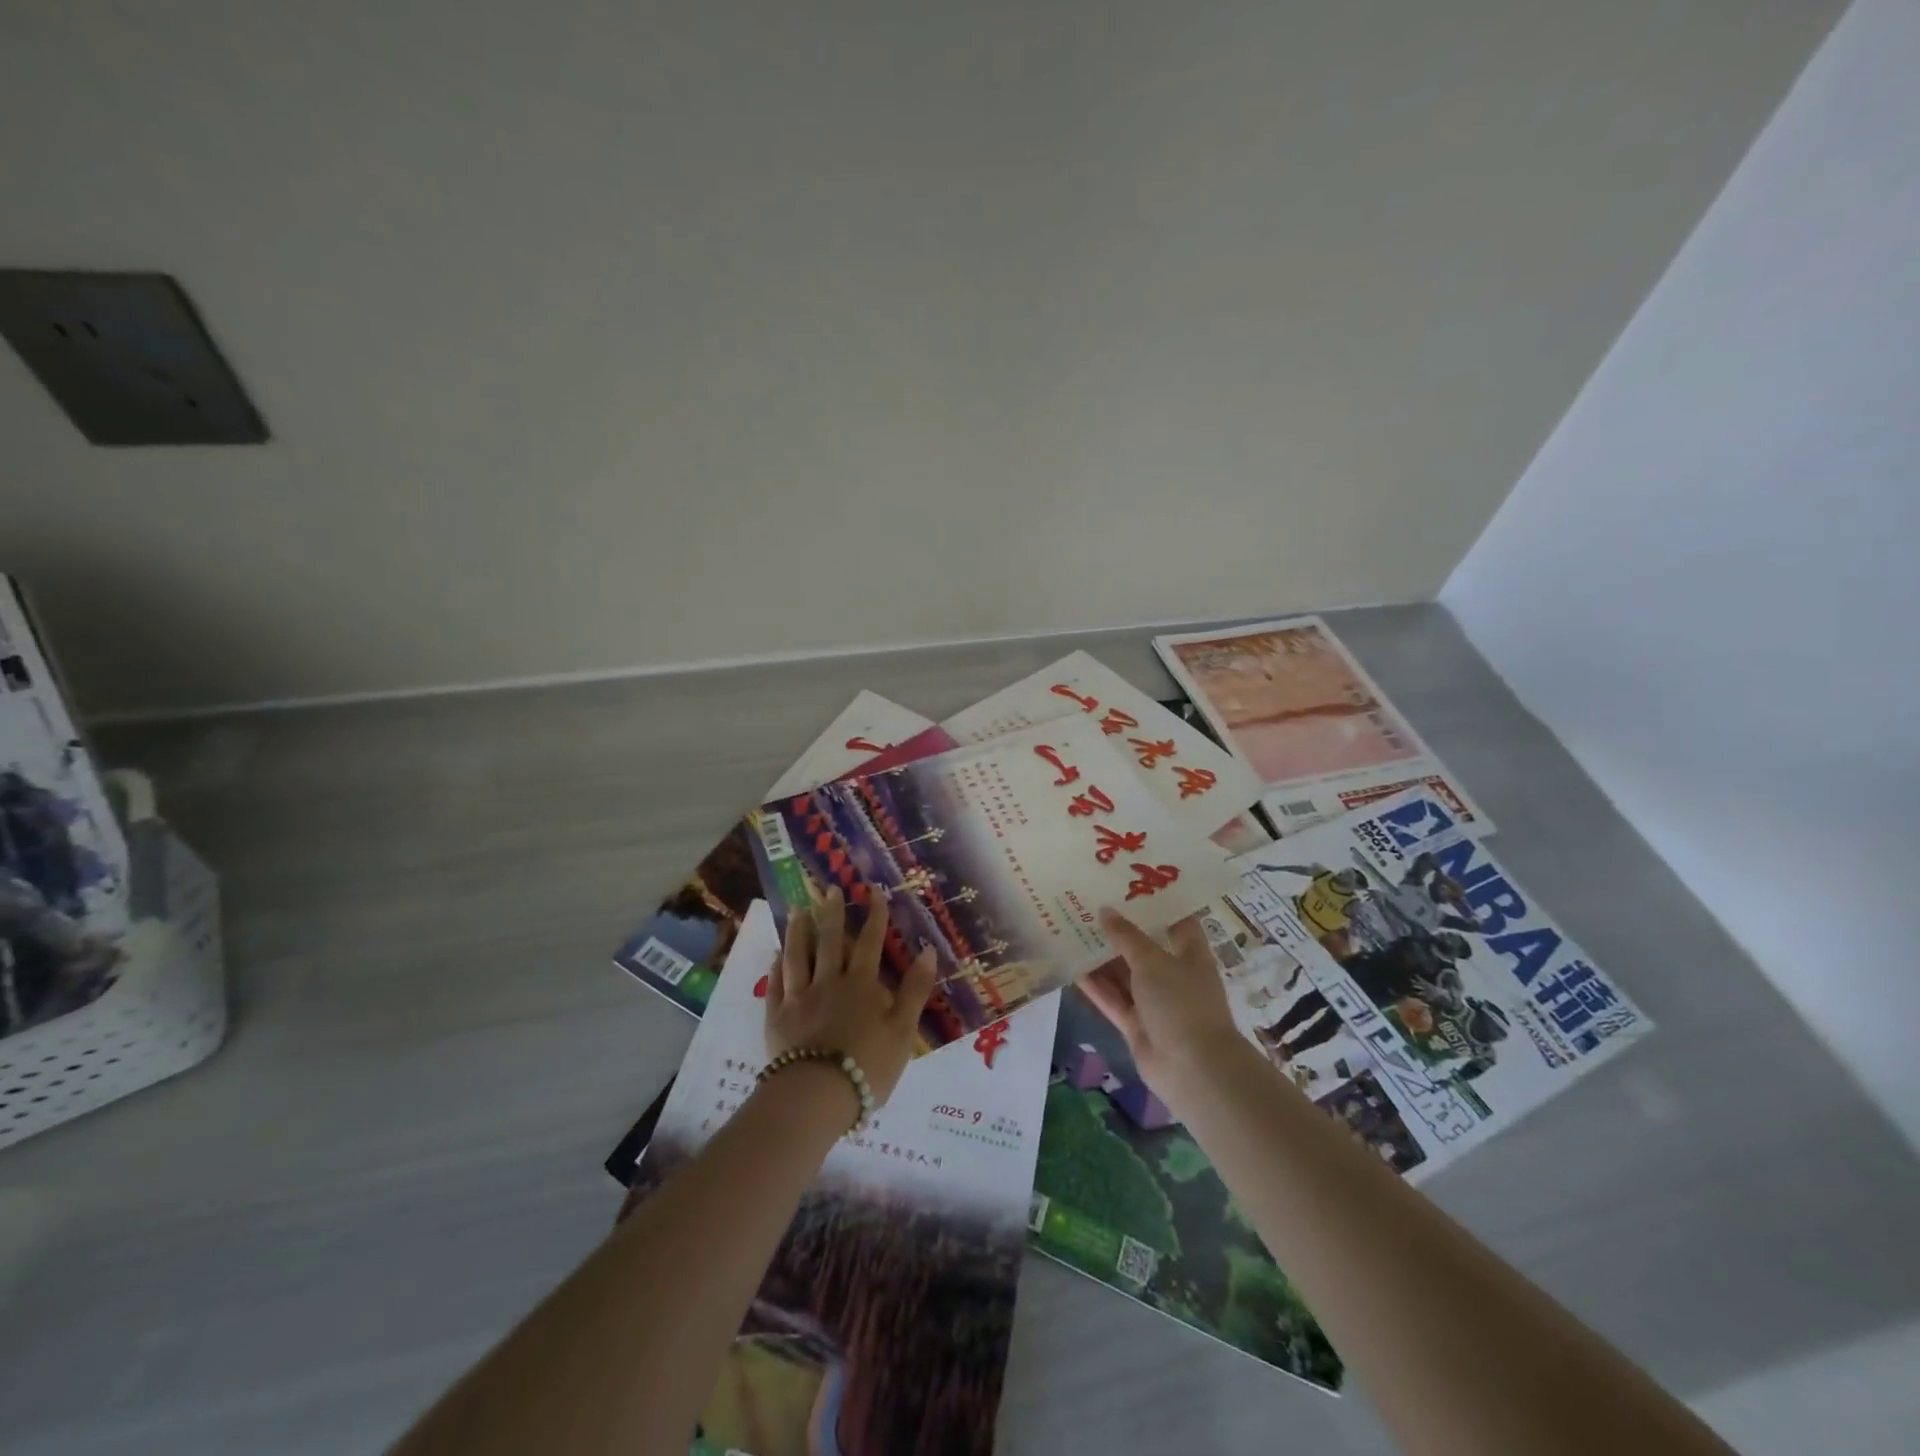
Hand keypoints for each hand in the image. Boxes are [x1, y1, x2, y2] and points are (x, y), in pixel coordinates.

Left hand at [765, 885, 936, 1105]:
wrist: (817, 1096)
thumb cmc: (868, 1065)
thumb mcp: (904, 1030)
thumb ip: (915, 989)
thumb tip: (927, 949)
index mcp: (861, 984)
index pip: (869, 942)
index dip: (874, 916)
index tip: (874, 891)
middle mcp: (828, 982)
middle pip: (829, 941)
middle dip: (832, 912)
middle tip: (829, 888)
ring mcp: (799, 998)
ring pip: (797, 956)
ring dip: (798, 931)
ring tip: (797, 910)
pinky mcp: (777, 1018)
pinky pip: (775, 985)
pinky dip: (776, 966)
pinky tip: (776, 956)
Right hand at [1078, 907, 1246, 1095]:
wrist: (1193, 1069)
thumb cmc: (1181, 1003)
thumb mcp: (1152, 960)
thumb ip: (1126, 936)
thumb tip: (1105, 910)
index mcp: (1189, 953)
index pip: (1175, 920)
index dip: (1155, 902)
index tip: (1127, 883)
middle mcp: (1173, 974)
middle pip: (1143, 946)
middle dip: (1119, 929)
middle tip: (1087, 905)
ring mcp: (1154, 1001)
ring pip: (1124, 974)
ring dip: (1102, 957)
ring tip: (1072, 931)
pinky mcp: (1137, 1024)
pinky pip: (1113, 999)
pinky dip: (1096, 986)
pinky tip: (1072, 967)